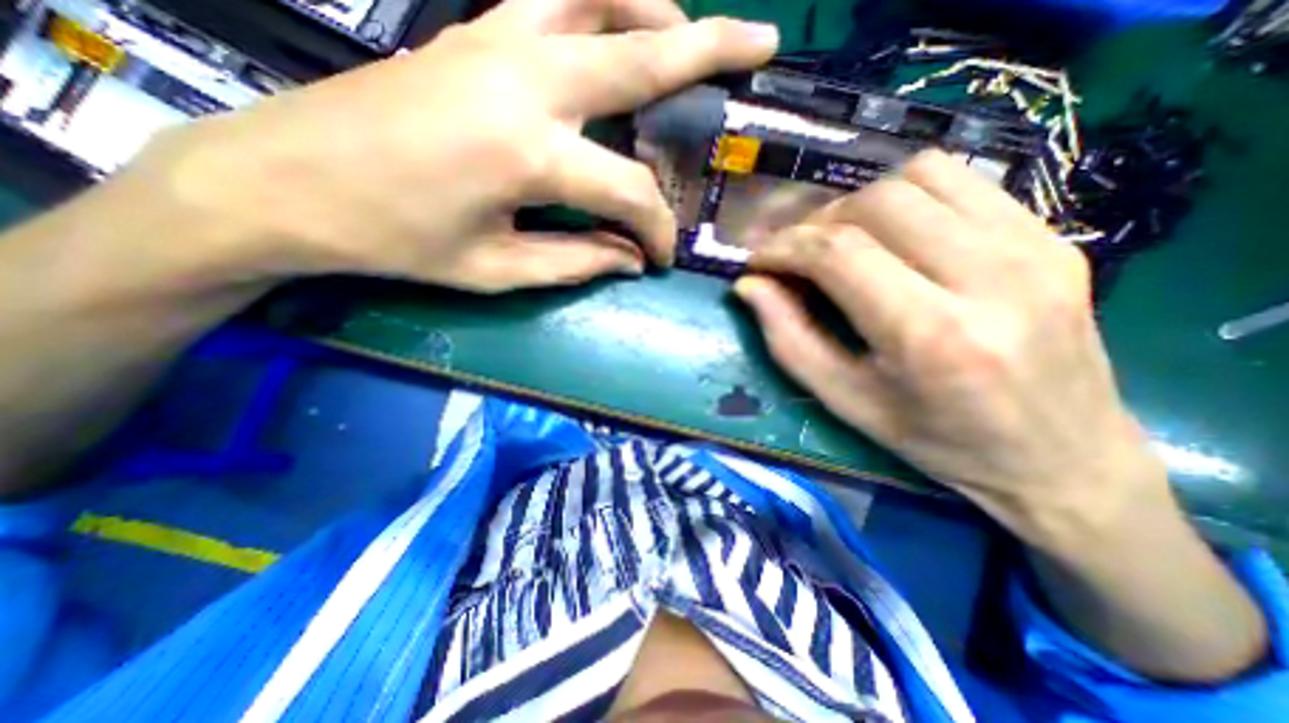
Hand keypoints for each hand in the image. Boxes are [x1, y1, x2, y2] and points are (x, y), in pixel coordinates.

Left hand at [133, 0, 774, 292]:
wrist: (288, 184)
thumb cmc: (397, 243)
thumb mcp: (497, 271)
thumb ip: (577, 261)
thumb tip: (629, 258)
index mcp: (530, 154)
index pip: (630, 192)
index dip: (656, 230)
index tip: (660, 258)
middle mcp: (525, 79)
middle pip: (644, 51)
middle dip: (714, 49)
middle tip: (766, 42)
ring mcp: (496, 39)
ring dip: (659, 11)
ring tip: (693, 36)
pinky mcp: (473, 29)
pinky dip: (603, 0)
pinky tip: (620, 22)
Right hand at [734, 151, 1169, 547]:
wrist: (1061, 457)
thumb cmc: (936, 440)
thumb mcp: (845, 401)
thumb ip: (789, 339)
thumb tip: (749, 286)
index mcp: (933, 336)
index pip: (839, 253)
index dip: (784, 247)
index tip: (757, 261)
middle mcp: (991, 278)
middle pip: (875, 204)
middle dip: (814, 223)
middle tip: (794, 255)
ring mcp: (1034, 247)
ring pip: (918, 176)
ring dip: (857, 203)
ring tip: (838, 241)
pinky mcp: (1051, 236)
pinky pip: (961, 181)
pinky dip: (904, 196)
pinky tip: (889, 234)